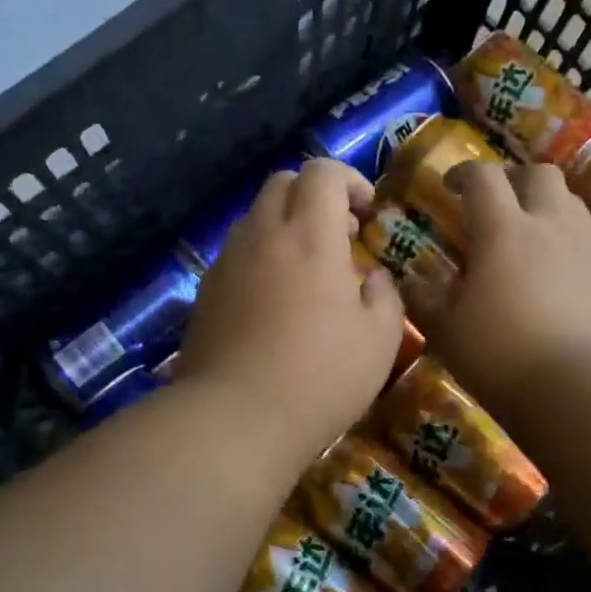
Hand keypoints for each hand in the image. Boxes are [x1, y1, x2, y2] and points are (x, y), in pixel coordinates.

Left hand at [177, 159, 405, 464]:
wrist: (233, 420)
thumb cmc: (319, 377)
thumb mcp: (380, 340)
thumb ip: (384, 295)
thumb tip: (371, 277)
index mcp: (310, 236)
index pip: (322, 171)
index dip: (350, 180)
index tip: (367, 214)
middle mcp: (263, 234)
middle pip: (283, 182)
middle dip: (316, 195)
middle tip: (341, 236)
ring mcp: (228, 261)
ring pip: (256, 215)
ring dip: (286, 224)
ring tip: (309, 269)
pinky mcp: (206, 290)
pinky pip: (237, 251)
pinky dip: (262, 254)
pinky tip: (276, 299)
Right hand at [405, 161, 590, 407]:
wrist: (576, 388)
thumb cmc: (500, 355)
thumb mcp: (447, 331)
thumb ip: (426, 300)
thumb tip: (410, 281)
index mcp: (502, 230)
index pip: (482, 177)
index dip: (463, 173)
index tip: (450, 186)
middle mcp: (548, 225)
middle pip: (540, 174)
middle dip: (515, 179)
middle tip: (496, 203)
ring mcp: (585, 248)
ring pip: (570, 202)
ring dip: (546, 206)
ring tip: (528, 233)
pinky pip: (587, 240)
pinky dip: (568, 241)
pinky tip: (555, 272)